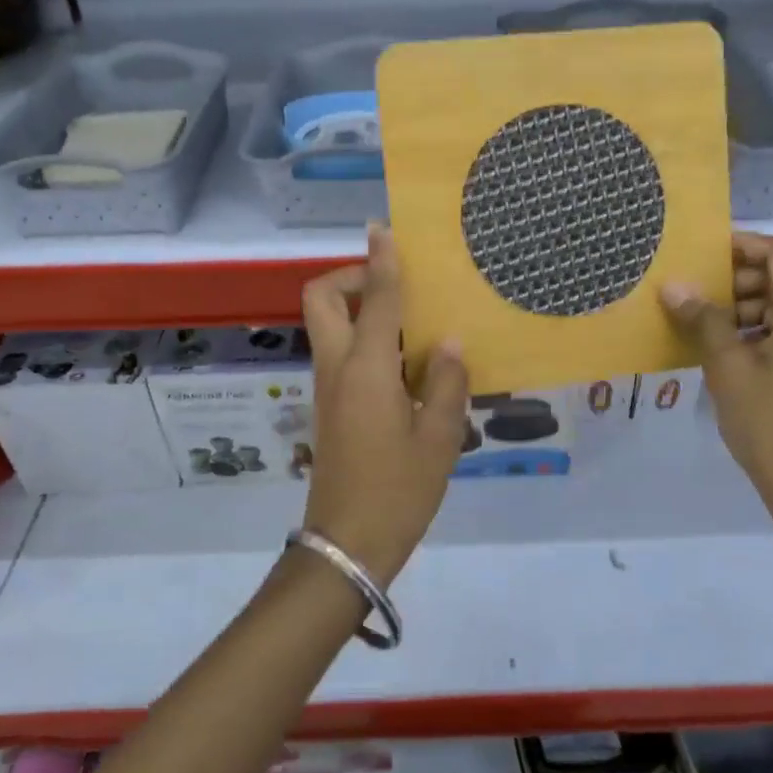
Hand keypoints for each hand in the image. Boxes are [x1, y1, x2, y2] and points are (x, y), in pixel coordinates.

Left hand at [299, 226, 469, 586]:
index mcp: (367, 368)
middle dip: (350, 278)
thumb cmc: (399, 490)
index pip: (373, 298)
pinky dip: (365, 340)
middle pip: (321, 299)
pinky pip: (341, 354)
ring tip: (413, 324)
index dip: (380, 260)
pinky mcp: (330, 407)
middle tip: (393, 288)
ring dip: (359, 309)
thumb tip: (452, 343)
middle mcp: (338, 368)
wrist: (348, 543)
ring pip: (328, 326)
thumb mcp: (440, 438)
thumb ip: (448, 383)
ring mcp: (328, 388)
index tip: (383, 229)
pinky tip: (407, 364)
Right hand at [662, 233, 772, 538]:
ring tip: (698, 319)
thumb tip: (674, 286)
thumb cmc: (769, 422)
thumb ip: (704, 321)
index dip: (746, 245)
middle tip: (694, 288)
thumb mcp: (728, 368)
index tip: (705, 249)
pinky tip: (717, 350)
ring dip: (740, 307)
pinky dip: (749, 332)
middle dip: (737, 278)